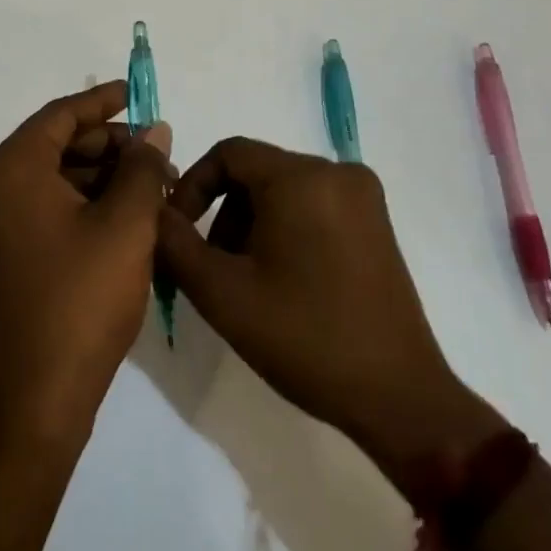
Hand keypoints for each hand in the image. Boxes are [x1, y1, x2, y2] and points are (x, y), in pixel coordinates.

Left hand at [0, 81, 173, 452]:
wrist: (33, 401)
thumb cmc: (81, 302)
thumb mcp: (126, 226)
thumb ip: (142, 168)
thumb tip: (153, 132)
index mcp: (8, 169)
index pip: (60, 116)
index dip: (103, 102)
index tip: (135, 93)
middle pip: (53, 146)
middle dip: (107, 147)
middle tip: (156, 156)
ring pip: (48, 179)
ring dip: (96, 177)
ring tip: (148, 188)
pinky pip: (37, 208)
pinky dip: (76, 204)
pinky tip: (119, 216)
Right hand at [157, 138, 501, 481]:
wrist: (397, 397)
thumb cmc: (304, 338)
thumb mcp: (221, 293)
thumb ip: (174, 243)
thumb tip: (153, 210)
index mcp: (301, 177)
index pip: (229, 153)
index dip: (193, 185)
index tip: (179, 230)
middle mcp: (336, 171)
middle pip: (256, 171)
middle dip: (223, 211)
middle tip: (212, 264)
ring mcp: (363, 195)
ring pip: (284, 188)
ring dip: (252, 222)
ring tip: (245, 278)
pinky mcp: (376, 221)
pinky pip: (313, 203)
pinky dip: (285, 226)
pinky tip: (282, 277)